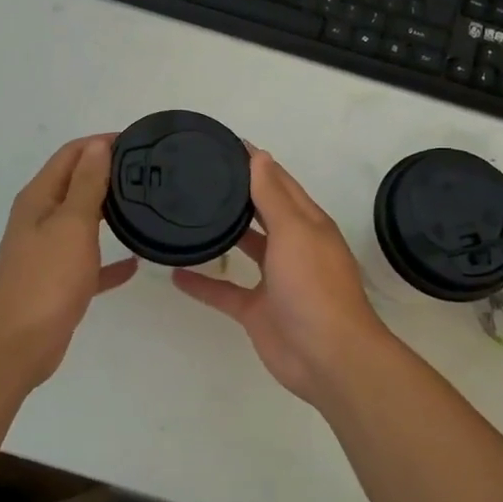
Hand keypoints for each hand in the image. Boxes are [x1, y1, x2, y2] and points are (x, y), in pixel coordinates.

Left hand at [0, 135, 136, 385]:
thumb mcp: (72, 223)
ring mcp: (46, 252)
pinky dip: (108, 260)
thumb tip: (97, 145)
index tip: (137, 142)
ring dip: (107, 211)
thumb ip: (86, 183)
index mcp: (39, 198)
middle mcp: (39, 219)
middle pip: (75, 184)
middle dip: (107, 173)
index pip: (70, 155)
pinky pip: (88, 263)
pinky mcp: (57, 282)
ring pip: (81, 221)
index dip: (100, 143)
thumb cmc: (46, 278)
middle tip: (147, 172)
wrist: (17, 345)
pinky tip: (134, 263)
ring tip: (145, 206)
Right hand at [172, 149, 394, 404]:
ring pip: (244, 249)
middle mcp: (292, 246)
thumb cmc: (313, 285)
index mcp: (306, 223)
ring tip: (186, 216)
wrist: (327, 357)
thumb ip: (272, 195)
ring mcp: (274, 280)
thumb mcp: (294, 231)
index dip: (255, 163)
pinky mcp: (257, 310)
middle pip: (261, 212)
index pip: (278, 182)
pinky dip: (202, 284)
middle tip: (198, 176)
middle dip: (237, 195)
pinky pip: (225, 291)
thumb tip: (259, 155)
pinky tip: (175, 273)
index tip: (224, 144)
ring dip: (222, 235)